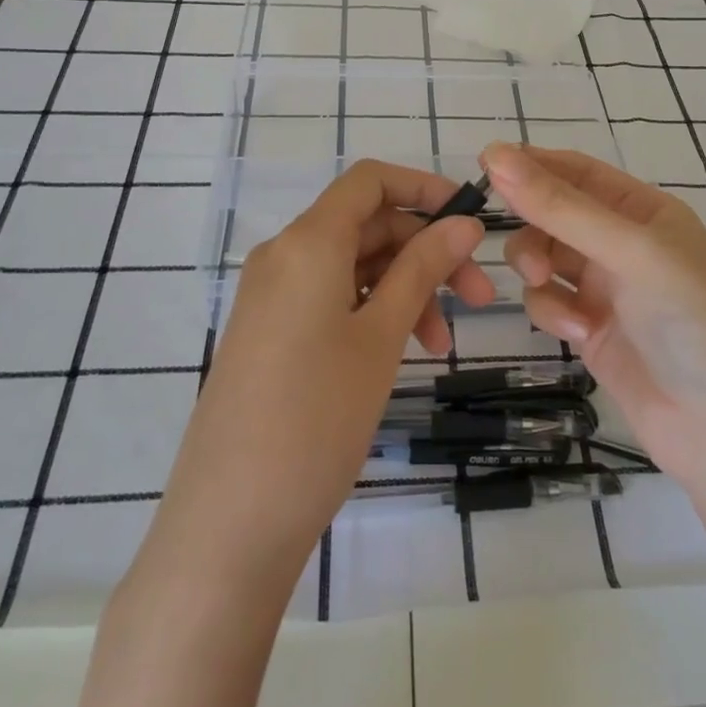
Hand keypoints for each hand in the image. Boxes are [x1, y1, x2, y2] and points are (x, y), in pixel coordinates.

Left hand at [150, 160, 491, 588]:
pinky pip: (329, 297)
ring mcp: (271, 295)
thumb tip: (464, 222)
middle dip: (425, 251)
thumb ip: (423, 269)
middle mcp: (283, 255)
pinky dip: (371, 310)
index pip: (369, 181)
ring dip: (403, 288)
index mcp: (307, 242)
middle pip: (366, 225)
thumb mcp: (381, 336)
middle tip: (477, 298)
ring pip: (352, 265)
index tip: (468, 220)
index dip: (423, 188)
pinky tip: (401, 351)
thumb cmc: (316, 419)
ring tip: (440, 345)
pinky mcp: (268, 332)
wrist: (228, 525)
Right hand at [485, 141, 705, 499]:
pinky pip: (548, 301)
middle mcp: (621, 242)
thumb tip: (495, 154)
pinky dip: (552, 311)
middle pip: (552, 213)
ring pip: (543, 256)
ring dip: (535, 266)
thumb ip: (560, 207)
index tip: (484, 163)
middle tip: (519, 241)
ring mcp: (605, 287)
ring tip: (544, 283)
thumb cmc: (690, 320)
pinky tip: (578, 333)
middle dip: (531, 223)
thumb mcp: (629, 252)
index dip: (532, 164)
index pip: (576, 171)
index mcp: (642, 209)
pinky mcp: (589, 330)